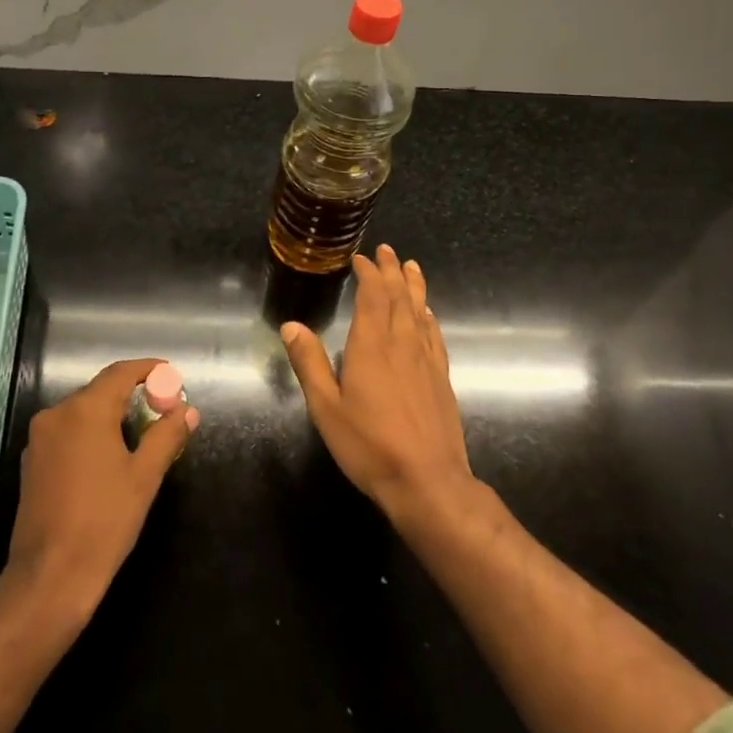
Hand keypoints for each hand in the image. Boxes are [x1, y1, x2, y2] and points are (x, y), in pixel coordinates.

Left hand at [8, 358, 198, 616]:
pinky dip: (91, 433)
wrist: (49, 577)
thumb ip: (166, 436)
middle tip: (162, 409)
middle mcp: (57, 414)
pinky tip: (108, 456)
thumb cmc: (104, 522)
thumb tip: (186, 410)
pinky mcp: (31, 462)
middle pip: (101, 390)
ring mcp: (39, 438)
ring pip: (82, 411)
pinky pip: (68, 432)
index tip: (171, 374)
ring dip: (112, 415)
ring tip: (141, 434)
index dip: (148, 369)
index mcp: (86, 410)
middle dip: (133, 394)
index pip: (121, 372)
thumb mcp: (144, 476)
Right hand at [282, 245, 474, 522]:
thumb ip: (309, 363)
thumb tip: (290, 325)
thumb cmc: (369, 445)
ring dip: (414, 286)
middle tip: (387, 250)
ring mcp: (426, 361)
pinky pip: (435, 336)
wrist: (427, 481)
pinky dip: (429, 317)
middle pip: (399, 297)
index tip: (361, 258)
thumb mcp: (326, 407)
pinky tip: (428, 314)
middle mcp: (402, 344)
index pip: (372, 297)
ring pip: (420, 311)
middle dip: (392, 271)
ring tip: (411, 267)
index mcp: (372, 346)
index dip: (368, 274)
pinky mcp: (441, 379)